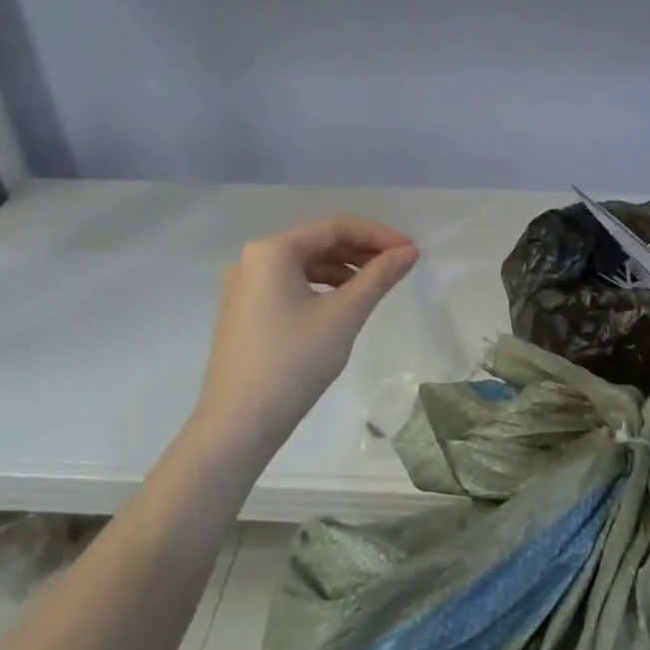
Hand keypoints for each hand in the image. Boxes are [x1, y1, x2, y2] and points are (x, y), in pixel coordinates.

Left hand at [192, 215, 418, 459]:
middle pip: (317, 241)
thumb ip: (379, 277)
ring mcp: (244, 285)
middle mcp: (253, 258)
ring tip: (374, 285)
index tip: (409, 251)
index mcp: (272, 250)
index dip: (377, 234)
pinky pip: (289, 284)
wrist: (239, 423)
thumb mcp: (344, 315)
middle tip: (397, 266)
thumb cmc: (295, 361)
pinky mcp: (244, 310)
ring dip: (342, 268)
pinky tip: (342, 303)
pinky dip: (320, 286)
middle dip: (360, 250)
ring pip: (303, 264)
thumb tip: (408, 252)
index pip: (334, 226)